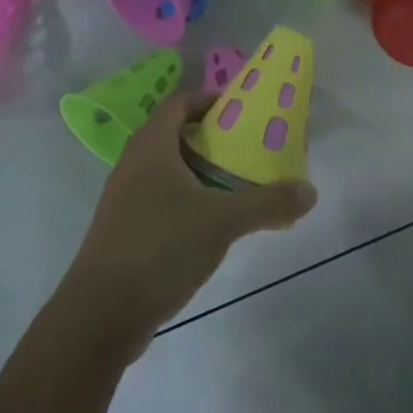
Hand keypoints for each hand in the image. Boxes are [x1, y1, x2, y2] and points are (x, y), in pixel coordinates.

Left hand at [60, 91, 317, 359]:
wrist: (101, 313)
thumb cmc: (160, 247)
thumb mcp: (222, 222)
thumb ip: (268, 203)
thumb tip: (311, 191)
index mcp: (151, 146)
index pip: (180, 103)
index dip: (210, 99)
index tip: (245, 110)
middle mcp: (134, 164)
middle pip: (176, 134)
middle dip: (214, 138)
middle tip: (251, 147)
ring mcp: (126, 198)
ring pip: (170, 170)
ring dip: (203, 171)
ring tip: (240, 184)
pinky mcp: (127, 229)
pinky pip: (163, 198)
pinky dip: (190, 199)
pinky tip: (214, 223)